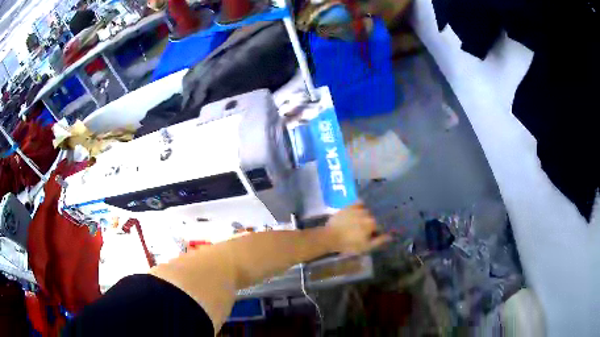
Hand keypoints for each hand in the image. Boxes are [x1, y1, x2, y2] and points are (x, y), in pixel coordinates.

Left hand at [325, 203, 390, 254]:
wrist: (330, 237)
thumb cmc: (349, 244)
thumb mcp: (365, 246)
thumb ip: (379, 240)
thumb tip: (391, 235)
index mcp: (372, 223)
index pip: (383, 223)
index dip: (385, 226)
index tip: (385, 228)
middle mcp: (367, 213)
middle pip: (377, 214)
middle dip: (379, 218)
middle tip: (379, 222)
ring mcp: (358, 208)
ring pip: (370, 208)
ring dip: (373, 210)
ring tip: (373, 213)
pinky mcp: (350, 206)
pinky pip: (360, 202)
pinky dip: (364, 203)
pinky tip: (365, 205)